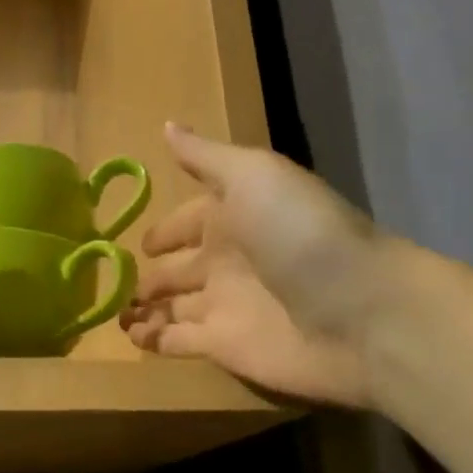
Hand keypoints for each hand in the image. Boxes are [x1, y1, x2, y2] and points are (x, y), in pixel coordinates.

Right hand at [121, 124, 398, 407]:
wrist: (361, 312)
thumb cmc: (300, 232)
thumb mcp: (252, 175)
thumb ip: (204, 157)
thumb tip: (167, 125)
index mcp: (234, 216)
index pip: (188, 221)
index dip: (165, 230)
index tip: (138, 241)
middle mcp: (227, 260)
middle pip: (179, 268)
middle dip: (149, 273)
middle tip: (111, 279)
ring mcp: (225, 305)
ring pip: (173, 306)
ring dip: (144, 308)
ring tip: (113, 312)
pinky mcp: (225, 347)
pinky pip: (178, 341)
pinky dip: (154, 340)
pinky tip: (130, 337)